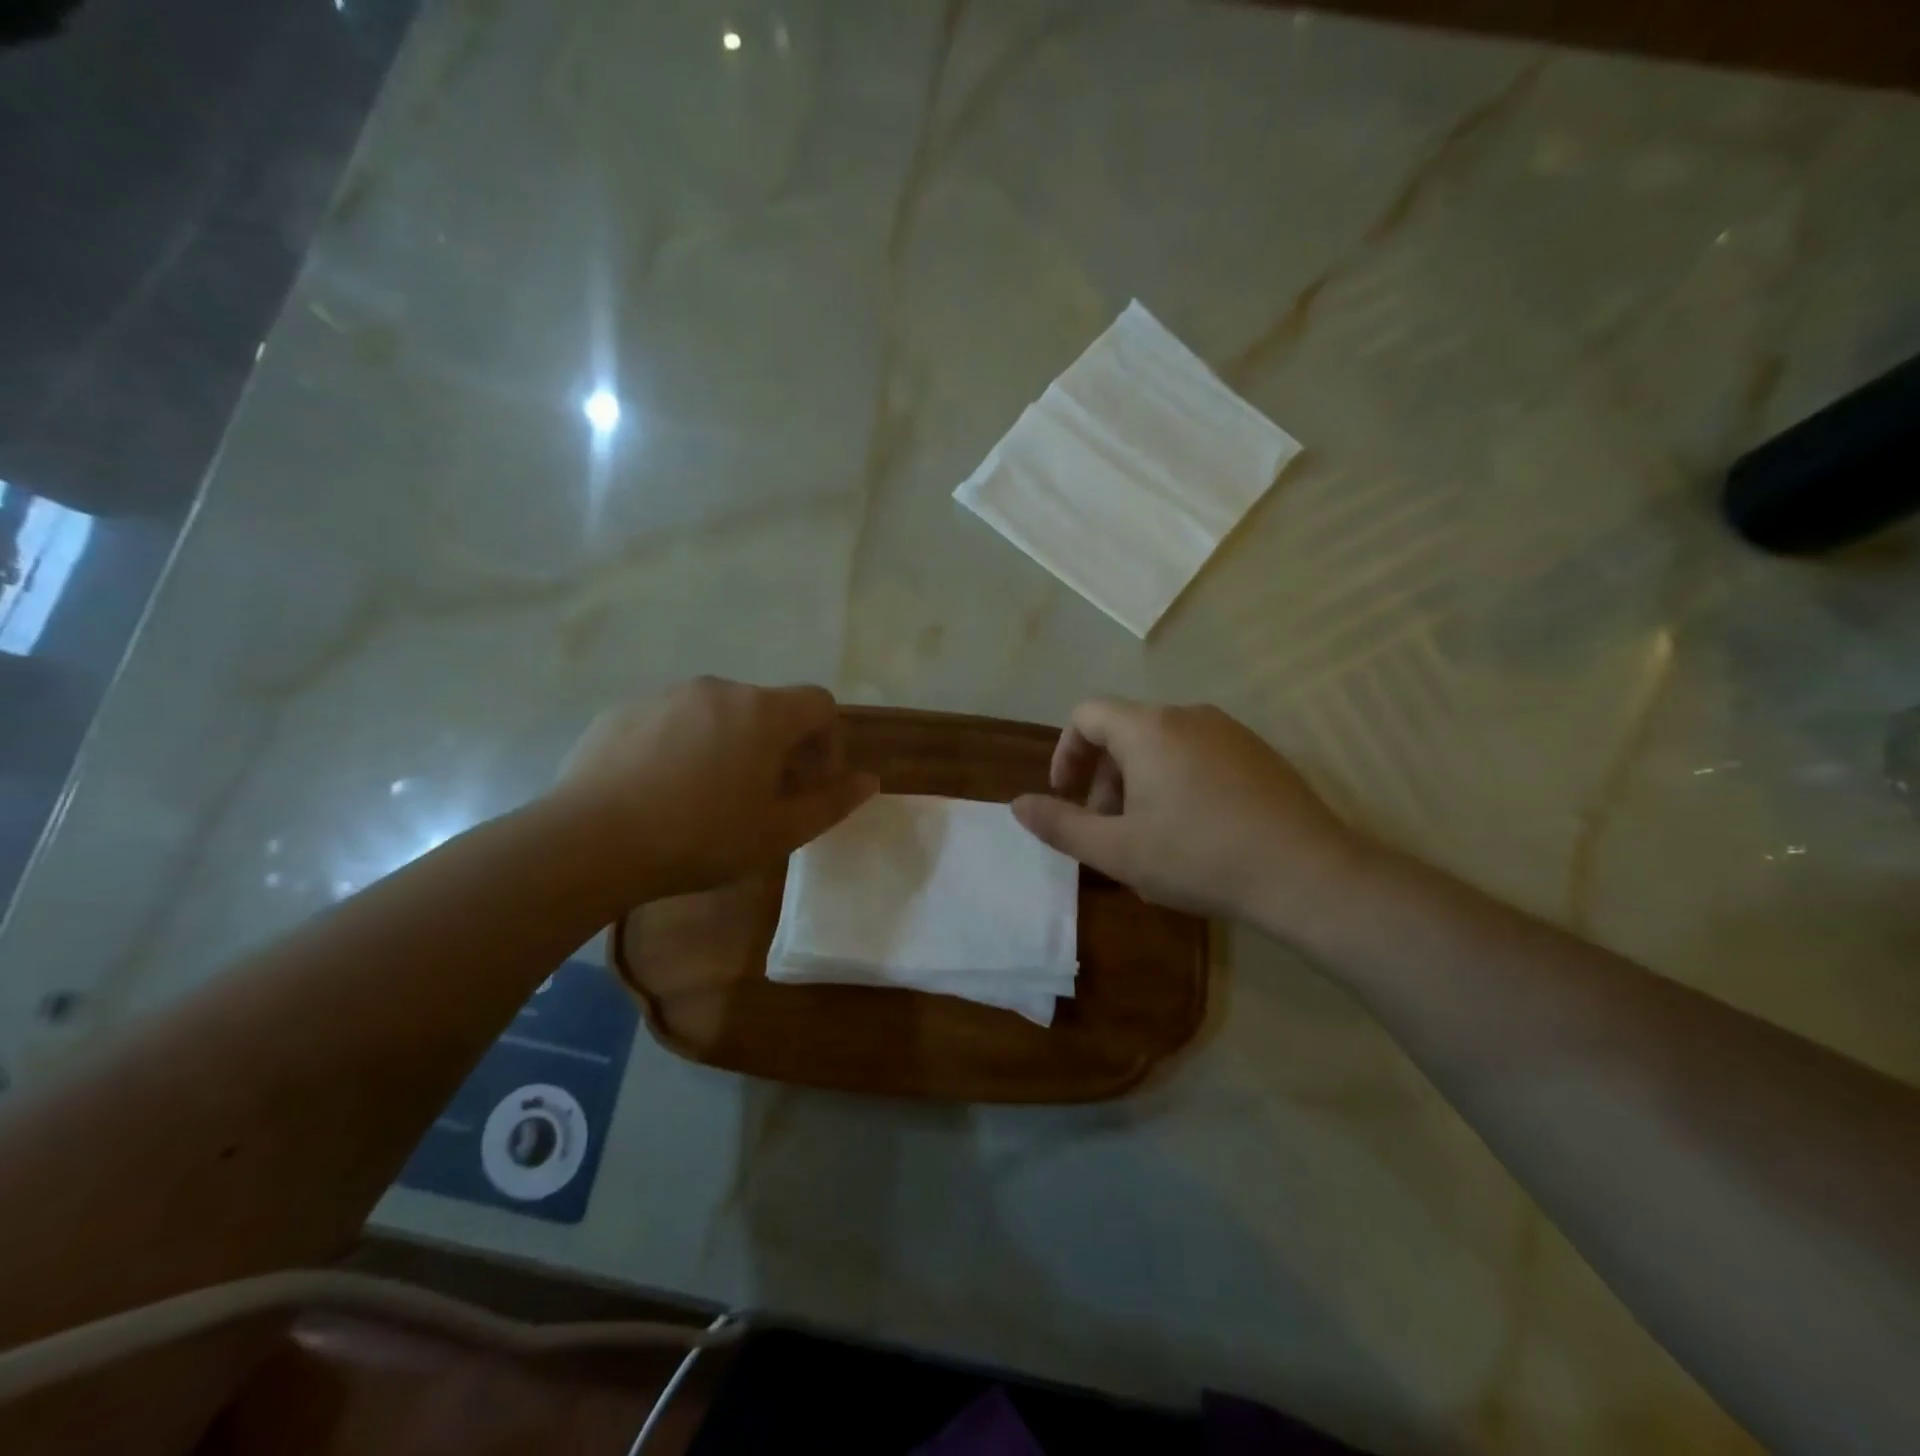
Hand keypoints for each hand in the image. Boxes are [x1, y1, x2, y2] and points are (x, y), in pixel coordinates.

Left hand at [553, 677, 877, 904]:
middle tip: (762, 797)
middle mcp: (718, 689)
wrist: (590, 843)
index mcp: (763, 712)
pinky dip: (683, 744)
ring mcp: (666, 695)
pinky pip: (672, 720)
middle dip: (778, 746)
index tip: (812, 783)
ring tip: (708, 795)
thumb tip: (869, 780)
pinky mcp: (623, 710)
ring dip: (730, 743)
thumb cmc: (700, 838)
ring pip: (718, 712)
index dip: (829, 741)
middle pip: (768, 707)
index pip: (820, 703)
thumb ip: (832, 802)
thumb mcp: (779, 832)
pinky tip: (662, 789)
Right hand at [1011, 698, 1372, 937]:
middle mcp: (1187, 715)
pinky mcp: (1258, 753)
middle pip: (1124, 731)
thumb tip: (1016, 805)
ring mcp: (1229, 731)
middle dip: (1103, 777)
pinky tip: (1194, 833)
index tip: (1065, 795)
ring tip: (1149, 837)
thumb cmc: (1199, 858)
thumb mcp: (1117, 850)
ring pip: (1162, 745)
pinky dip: (1177, 782)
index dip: (1065, 752)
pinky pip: (1198, 755)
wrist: (1307, 874)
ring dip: (1139, 783)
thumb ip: (1060, 824)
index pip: (1086, 715)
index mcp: (1148, 728)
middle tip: (1108, 830)